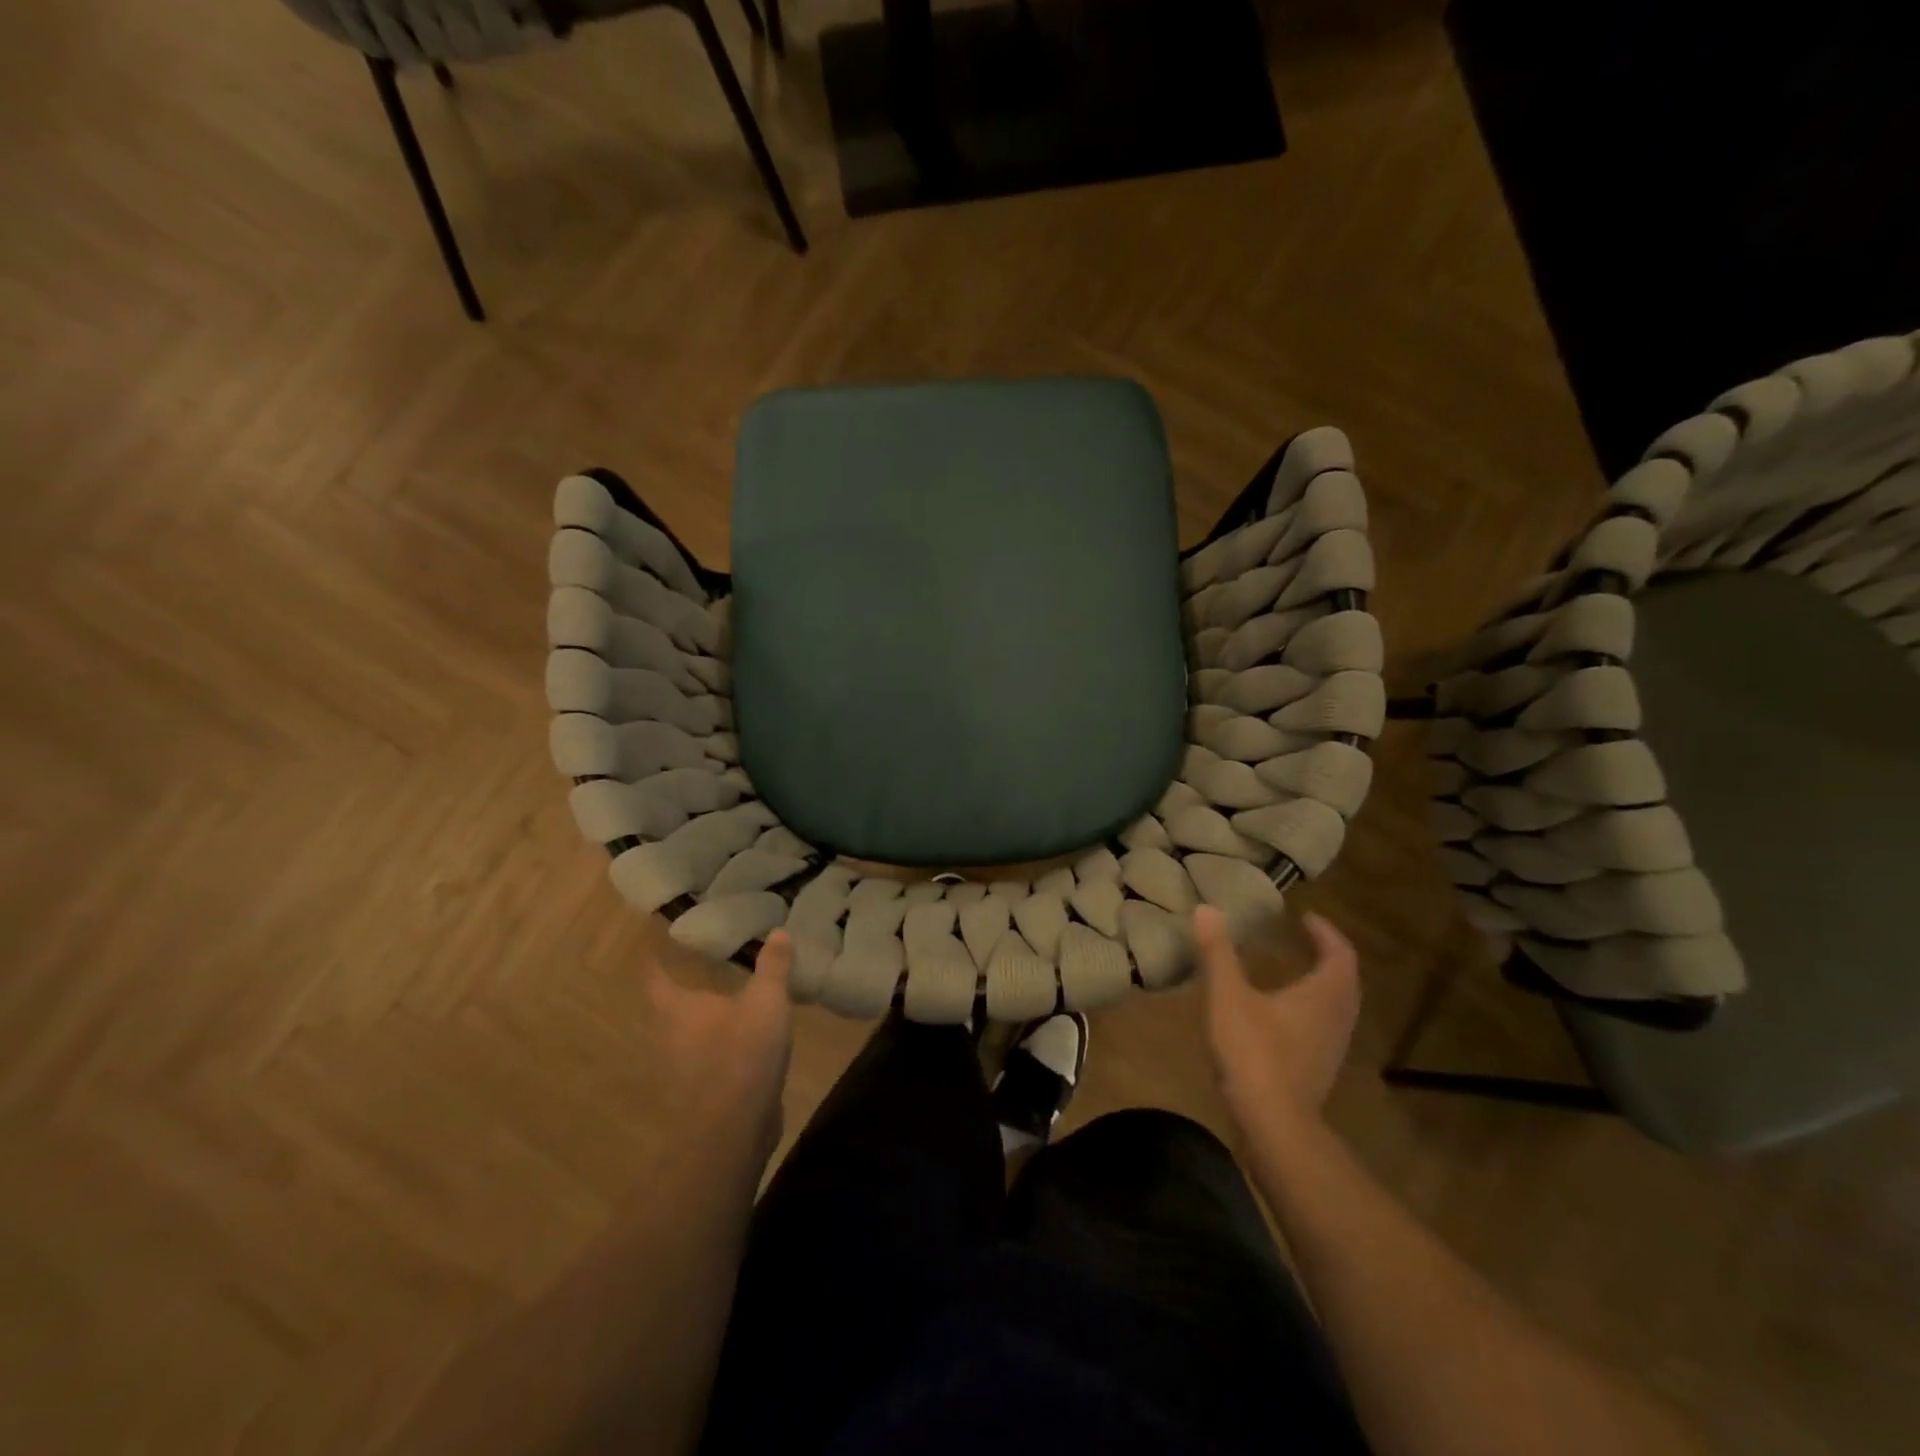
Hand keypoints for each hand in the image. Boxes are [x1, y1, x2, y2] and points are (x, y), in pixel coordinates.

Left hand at [647, 931, 794, 1168]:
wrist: (732, 1131)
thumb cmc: (742, 1053)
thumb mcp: (767, 1001)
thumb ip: (773, 967)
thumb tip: (778, 930)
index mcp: (677, 1009)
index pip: (656, 977)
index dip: (655, 960)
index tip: (657, 945)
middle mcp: (669, 1037)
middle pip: (668, 1009)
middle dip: (683, 993)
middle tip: (703, 972)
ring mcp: (680, 1071)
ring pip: (685, 1038)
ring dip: (701, 1024)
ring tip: (726, 1007)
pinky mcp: (697, 1096)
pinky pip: (704, 1063)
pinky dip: (717, 1050)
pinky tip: (741, 1047)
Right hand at [1195, 906, 1359, 1144]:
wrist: (1275, 1125)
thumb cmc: (1255, 1053)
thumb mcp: (1229, 996)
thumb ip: (1218, 952)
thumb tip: (1206, 908)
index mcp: (1323, 994)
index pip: (1340, 953)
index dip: (1325, 932)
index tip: (1305, 917)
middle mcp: (1337, 1017)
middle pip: (1345, 980)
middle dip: (1328, 956)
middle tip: (1304, 940)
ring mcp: (1332, 1047)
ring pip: (1338, 1006)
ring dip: (1323, 984)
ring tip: (1296, 971)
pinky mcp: (1320, 1068)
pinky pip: (1326, 1026)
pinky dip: (1314, 1008)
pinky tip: (1285, 1015)